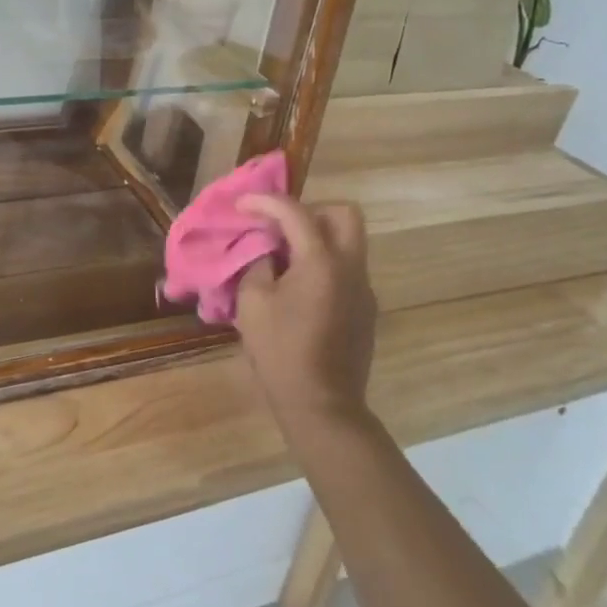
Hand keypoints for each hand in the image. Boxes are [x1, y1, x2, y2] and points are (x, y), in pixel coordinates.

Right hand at [234, 196, 377, 435]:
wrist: (322, 405)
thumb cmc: (281, 352)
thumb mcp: (253, 303)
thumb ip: (258, 263)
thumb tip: (265, 249)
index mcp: (321, 262)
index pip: (295, 212)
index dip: (265, 201)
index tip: (241, 204)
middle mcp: (350, 267)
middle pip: (344, 214)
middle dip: (310, 209)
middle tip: (280, 225)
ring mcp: (363, 288)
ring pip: (349, 240)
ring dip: (318, 236)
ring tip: (285, 255)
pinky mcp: (365, 308)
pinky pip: (347, 267)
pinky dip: (324, 261)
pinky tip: (299, 286)